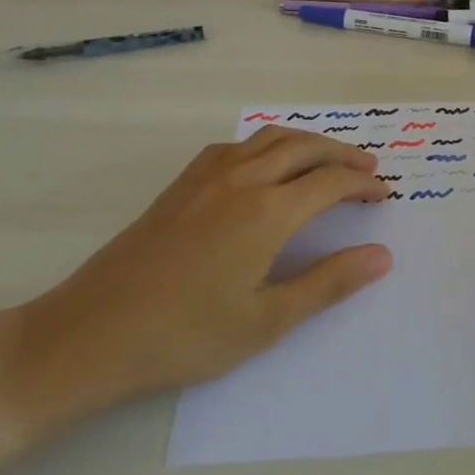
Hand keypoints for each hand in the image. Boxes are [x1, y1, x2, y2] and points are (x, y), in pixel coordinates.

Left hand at [0, 128, 390, 440]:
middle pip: (305, 148)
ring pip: (270, 138)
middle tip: (368, 167)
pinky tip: (266, 165)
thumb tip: (381, 256)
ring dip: (307, 142)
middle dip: (342, 153)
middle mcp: (242, 180)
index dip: (363, 184)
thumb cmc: (185, 336)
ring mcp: (208, 176)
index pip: (331, 182)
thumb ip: (328, 283)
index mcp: (267, 212)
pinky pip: (237, 146)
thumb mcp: (265, 321)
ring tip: (327, 158)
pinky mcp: (182, 183)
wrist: (90, 333)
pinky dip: (267, 144)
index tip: (384, 194)